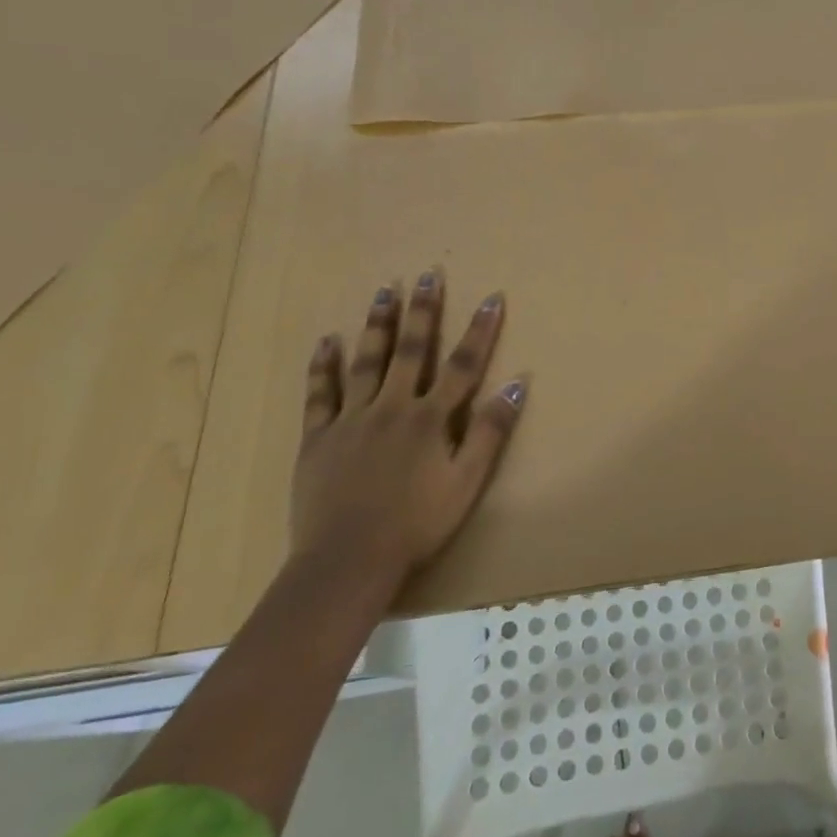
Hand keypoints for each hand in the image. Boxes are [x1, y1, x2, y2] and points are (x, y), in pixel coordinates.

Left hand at [293, 269, 526, 584]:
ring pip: (367, 362)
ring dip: (378, 325)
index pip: (464, 364)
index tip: (491, 297)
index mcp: (431, 418)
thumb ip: (491, 430)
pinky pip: (320, 394)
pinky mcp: (318, 438)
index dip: (480, 330)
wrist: (348, 561)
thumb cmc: (418, 523)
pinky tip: (328, 341)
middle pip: (411, 351)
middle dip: (423, 311)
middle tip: (426, 275)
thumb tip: (518, 381)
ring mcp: (351, 420)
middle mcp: (392, 407)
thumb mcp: (468, 481)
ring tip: (385, 291)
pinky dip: (324, 366)